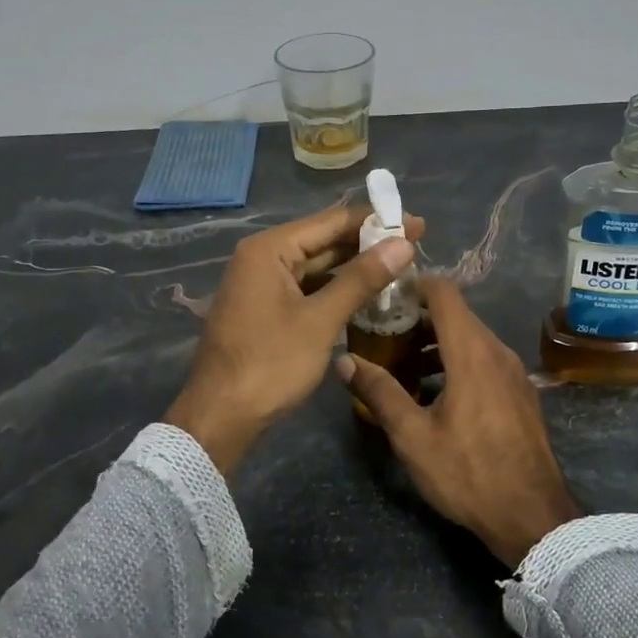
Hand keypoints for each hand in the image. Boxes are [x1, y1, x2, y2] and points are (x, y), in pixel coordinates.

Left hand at [165, 203, 423, 475]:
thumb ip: (361, 279)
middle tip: (416, 244)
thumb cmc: (269, 364)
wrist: (220, 416)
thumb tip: (403, 244)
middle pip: (324, 240)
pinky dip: (336, 287)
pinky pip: (307, 287)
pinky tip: (367, 292)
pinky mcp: (266, 307)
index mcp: (270, 249)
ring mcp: (263, 283)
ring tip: (400, 265)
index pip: (331, 221)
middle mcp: (263, 257)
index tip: (417, 224)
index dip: (376, 221)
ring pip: (317, 265)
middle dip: (368, 243)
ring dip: (355, 266)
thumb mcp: (320, 320)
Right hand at [335, 276, 580, 566]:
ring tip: (403, 364)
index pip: (444, 293)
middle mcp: (497, 351)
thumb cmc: (469, 472)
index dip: (414, 285)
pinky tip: (436, 392)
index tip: (385, 296)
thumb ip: (379, 392)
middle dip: (419, 317)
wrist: (533, 516)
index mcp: (472, 352)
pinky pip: (485, 360)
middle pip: (457, 314)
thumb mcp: (413, 436)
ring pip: (472, 338)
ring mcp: (514, 372)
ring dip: (438, 342)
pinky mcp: (521, 393)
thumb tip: (345, 360)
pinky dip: (457, 360)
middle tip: (384, 334)